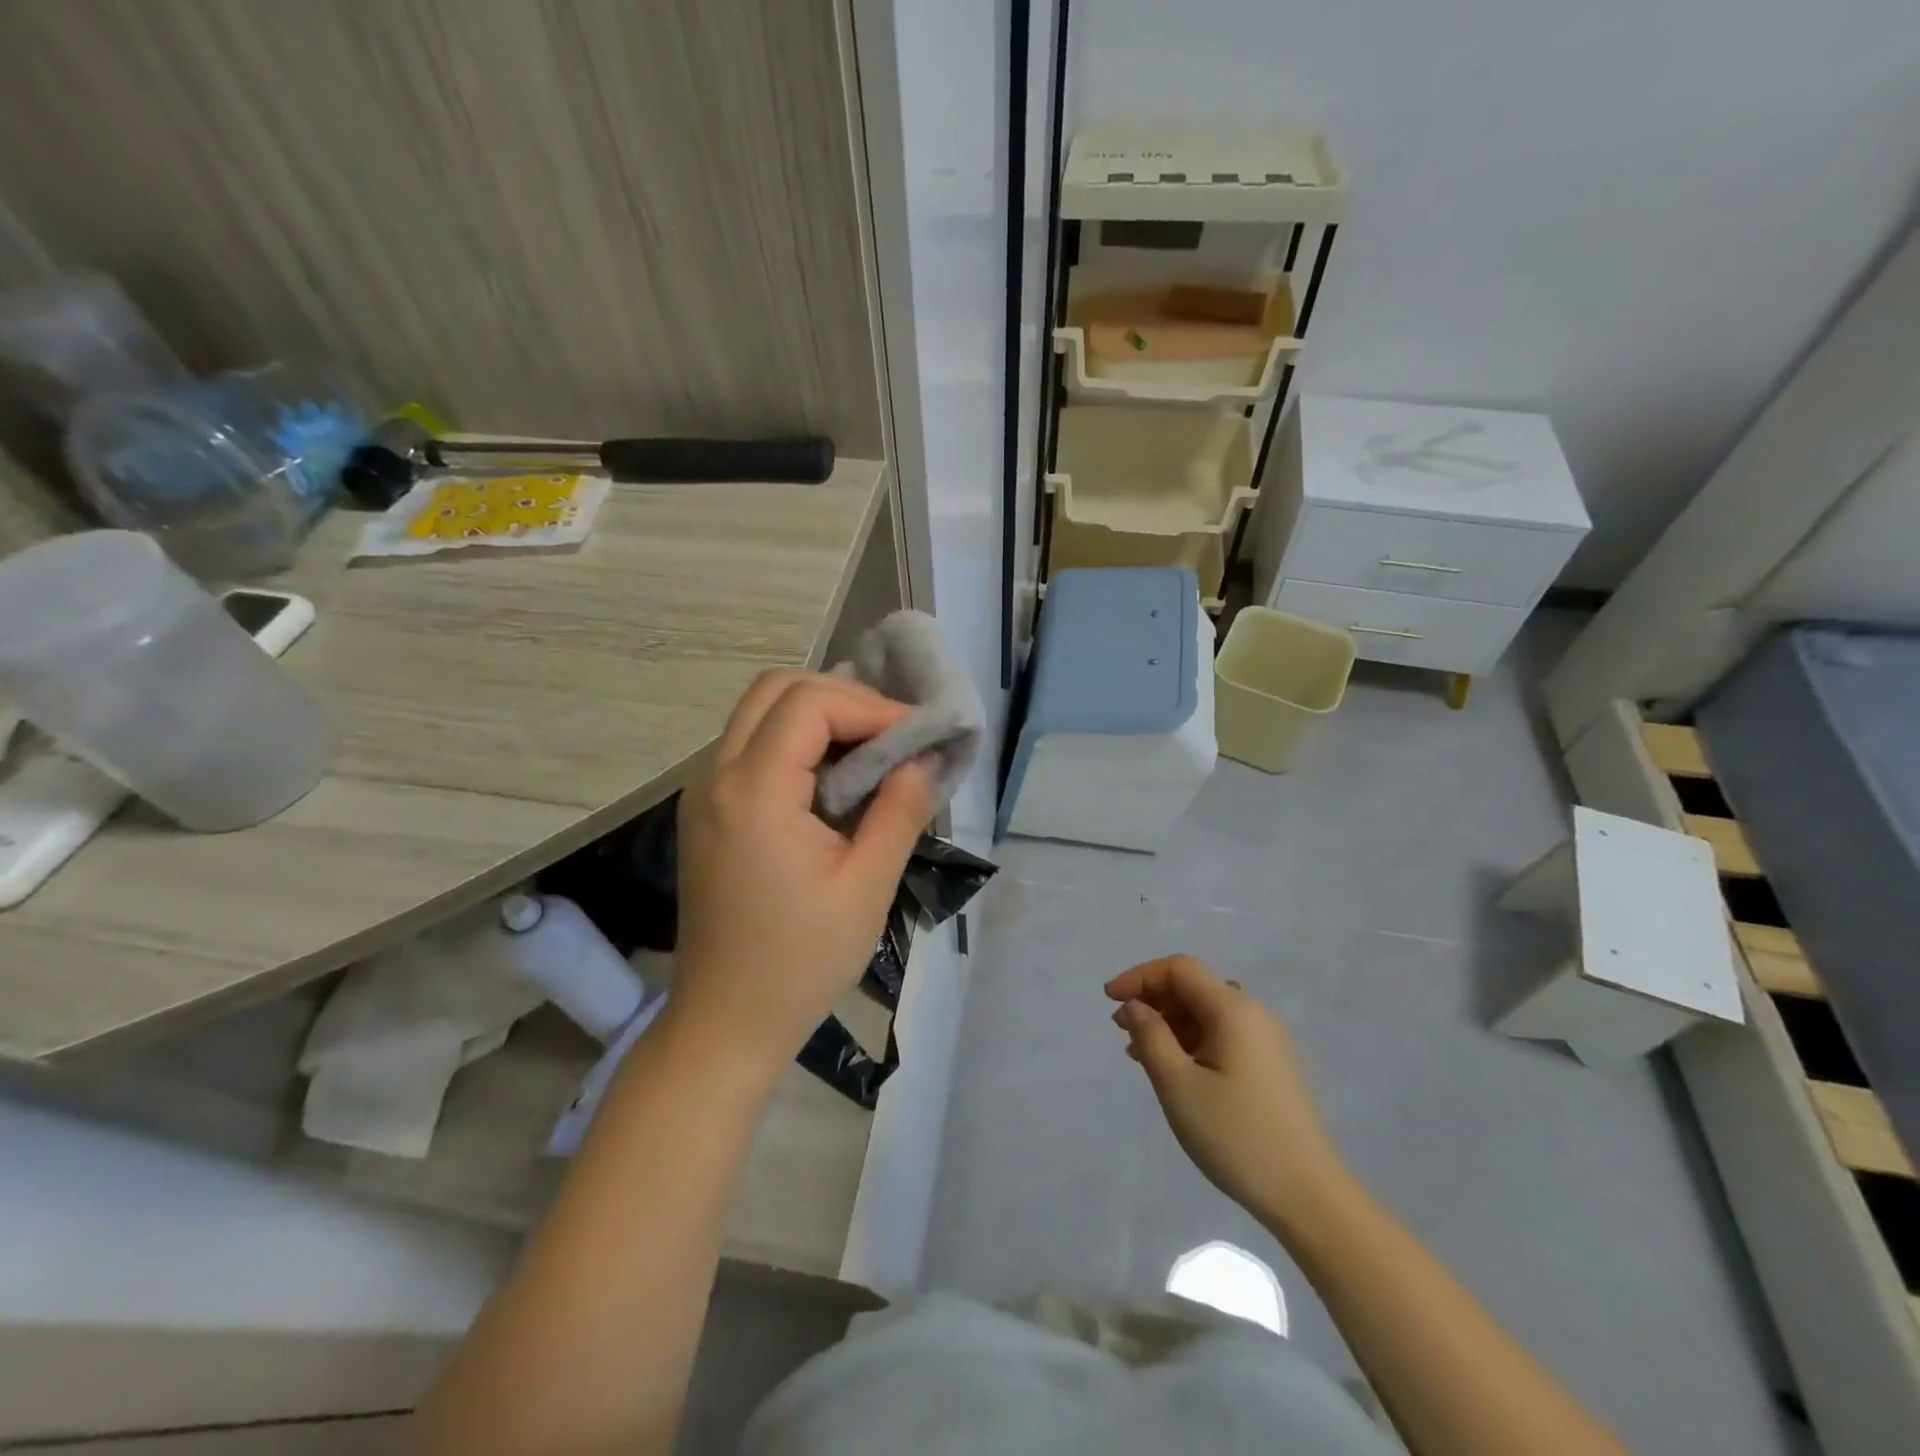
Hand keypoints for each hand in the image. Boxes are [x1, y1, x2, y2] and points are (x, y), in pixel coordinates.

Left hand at [674, 670, 933, 1065]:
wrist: (726, 1022)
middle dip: (842, 698)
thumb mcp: (867, 887)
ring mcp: (703, 792)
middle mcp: (716, 777)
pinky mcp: (706, 811)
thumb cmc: (801, 962)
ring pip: (760, 712)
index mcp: (754, 792)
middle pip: (776, 690)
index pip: (810, 704)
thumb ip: (900, 811)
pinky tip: (834, 777)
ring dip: (818, 716)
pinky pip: (751, 746)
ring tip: (871, 750)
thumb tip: (924, 758)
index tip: (916, 736)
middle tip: (891, 734)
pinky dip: (796, 741)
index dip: (870, 708)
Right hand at [1106, 955, 1350, 1231]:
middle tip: (1120, 1028)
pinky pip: (1222, 1035)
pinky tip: (1174, 1069)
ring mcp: (1267, 1041)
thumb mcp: (1179, 1086)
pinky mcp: (1271, 1066)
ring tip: (1139, 1053)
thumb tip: (1134, 1006)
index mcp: (1234, 1010)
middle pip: (1194, 987)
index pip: (1179, 969)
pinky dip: (1191, 1040)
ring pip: (1207, 1013)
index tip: (1109, 1000)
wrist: (1310, 1197)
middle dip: (1153, 999)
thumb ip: (1150, 1036)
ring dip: (1169, 1022)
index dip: (1140, 976)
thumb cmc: (1236, 1136)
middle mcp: (1254, 1014)